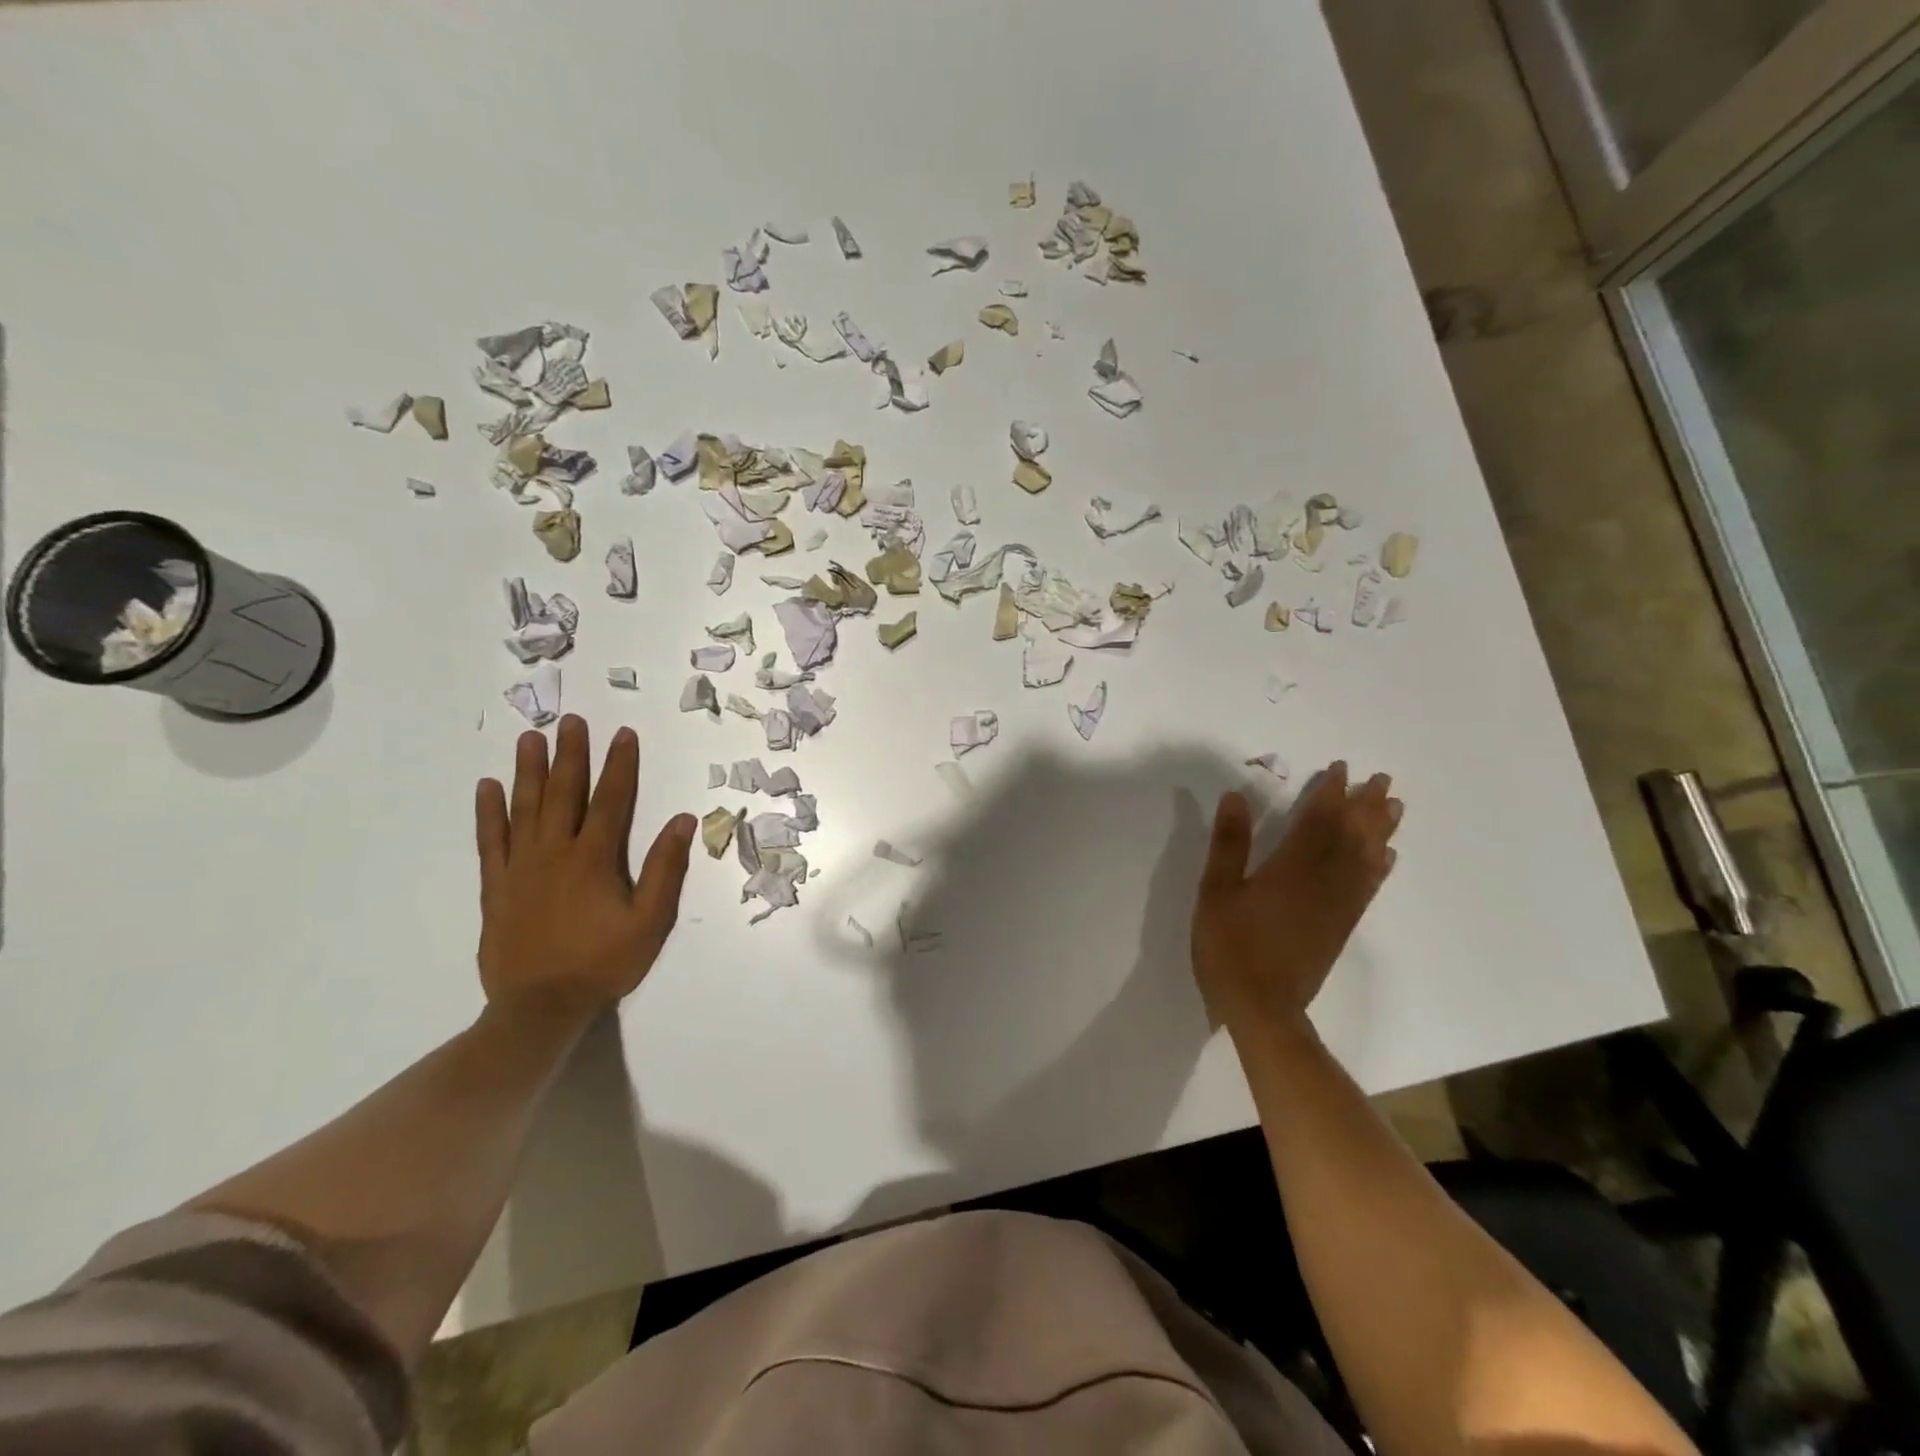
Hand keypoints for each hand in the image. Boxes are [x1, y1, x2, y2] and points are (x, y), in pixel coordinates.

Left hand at [474, 715, 696, 1021]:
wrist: (540, 1007)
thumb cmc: (603, 963)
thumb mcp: (650, 920)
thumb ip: (665, 869)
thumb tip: (684, 821)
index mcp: (594, 858)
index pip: (611, 800)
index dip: (619, 765)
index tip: (622, 733)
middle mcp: (555, 852)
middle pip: (564, 793)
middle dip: (571, 755)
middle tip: (571, 721)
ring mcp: (521, 867)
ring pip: (525, 808)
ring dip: (529, 771)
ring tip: (530, 739)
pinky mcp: (496, 886)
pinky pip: (491, 841)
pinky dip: (488, 813)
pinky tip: (487, 788)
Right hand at [1191, 762, 1401, 1039]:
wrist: (1262, 1008)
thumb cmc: (1230, 947)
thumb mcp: (1216, 892)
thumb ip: (1229, 844)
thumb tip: (1236, 797)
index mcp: (1291, 869)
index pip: (1318, 820)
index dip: (1331, 793)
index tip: (1342, 768)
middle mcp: (1323, 881)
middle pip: (1351, 836)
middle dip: (1366, 805)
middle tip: (1382, 778)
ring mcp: (1337, 906)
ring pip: (1366, 859)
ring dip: (1381, 831)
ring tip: (1394, 807)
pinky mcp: (1341, 926)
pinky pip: (1368, 888)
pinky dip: (1379, 868)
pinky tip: (1387, 858)